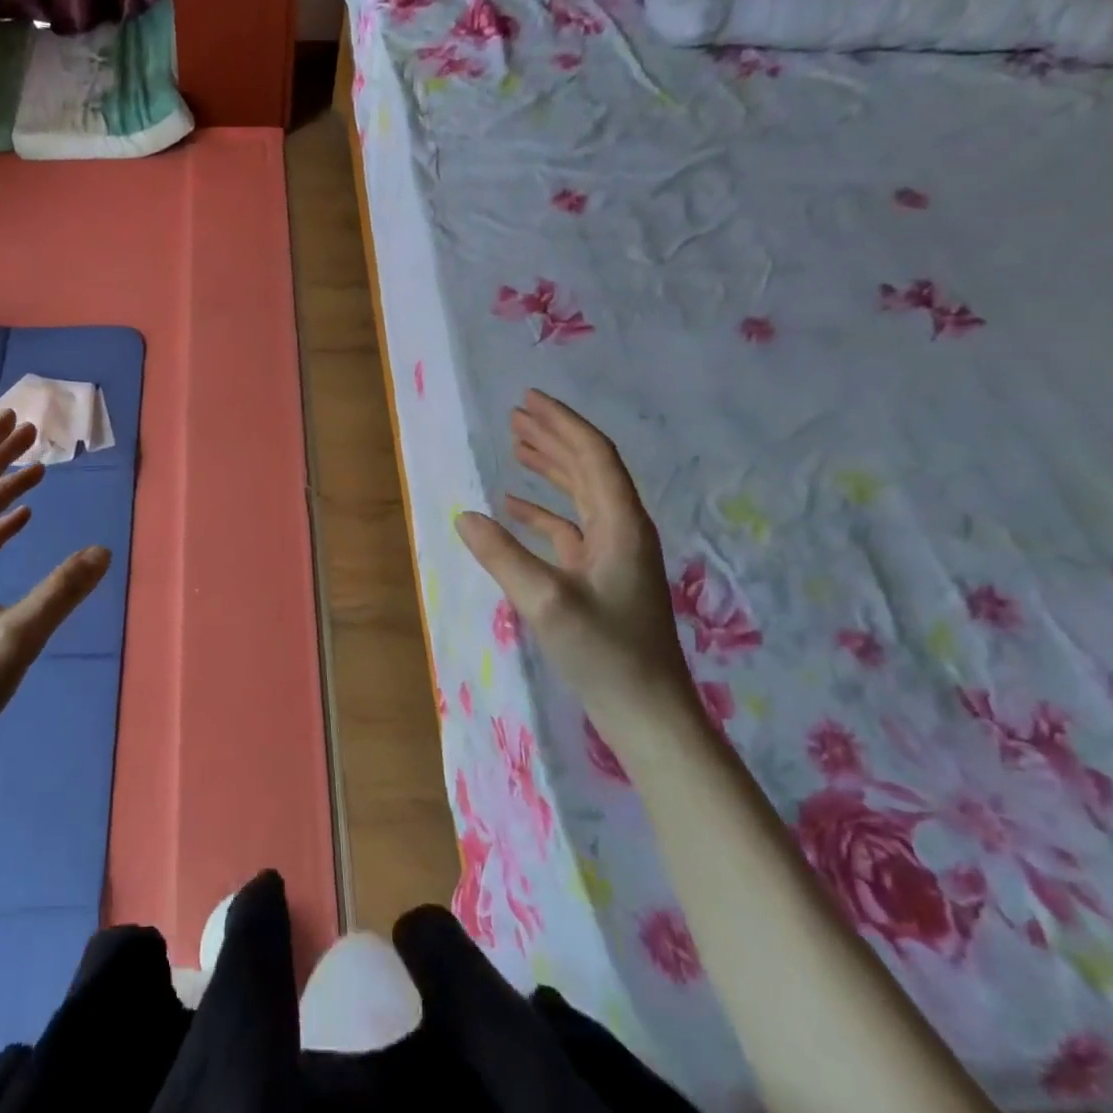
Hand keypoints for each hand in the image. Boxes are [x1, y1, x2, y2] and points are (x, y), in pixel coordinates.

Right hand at [454, 390, 697, 754]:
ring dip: (550, 467)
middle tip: (516, 414)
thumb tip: (465, 517)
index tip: (528, 399)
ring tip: (516, 445)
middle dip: (553, 436)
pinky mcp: (601, 576)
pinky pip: (570, 527)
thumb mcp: (546, 602)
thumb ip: (503, 556)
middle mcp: (621, 529)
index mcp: (620, 524)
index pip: (592, 455)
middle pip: (588, 467)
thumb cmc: (604, 653)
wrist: (648, 712)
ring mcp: (613, 554)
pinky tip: (514, 506)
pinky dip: (543, 510)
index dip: (562, 423)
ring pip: (581, 494)